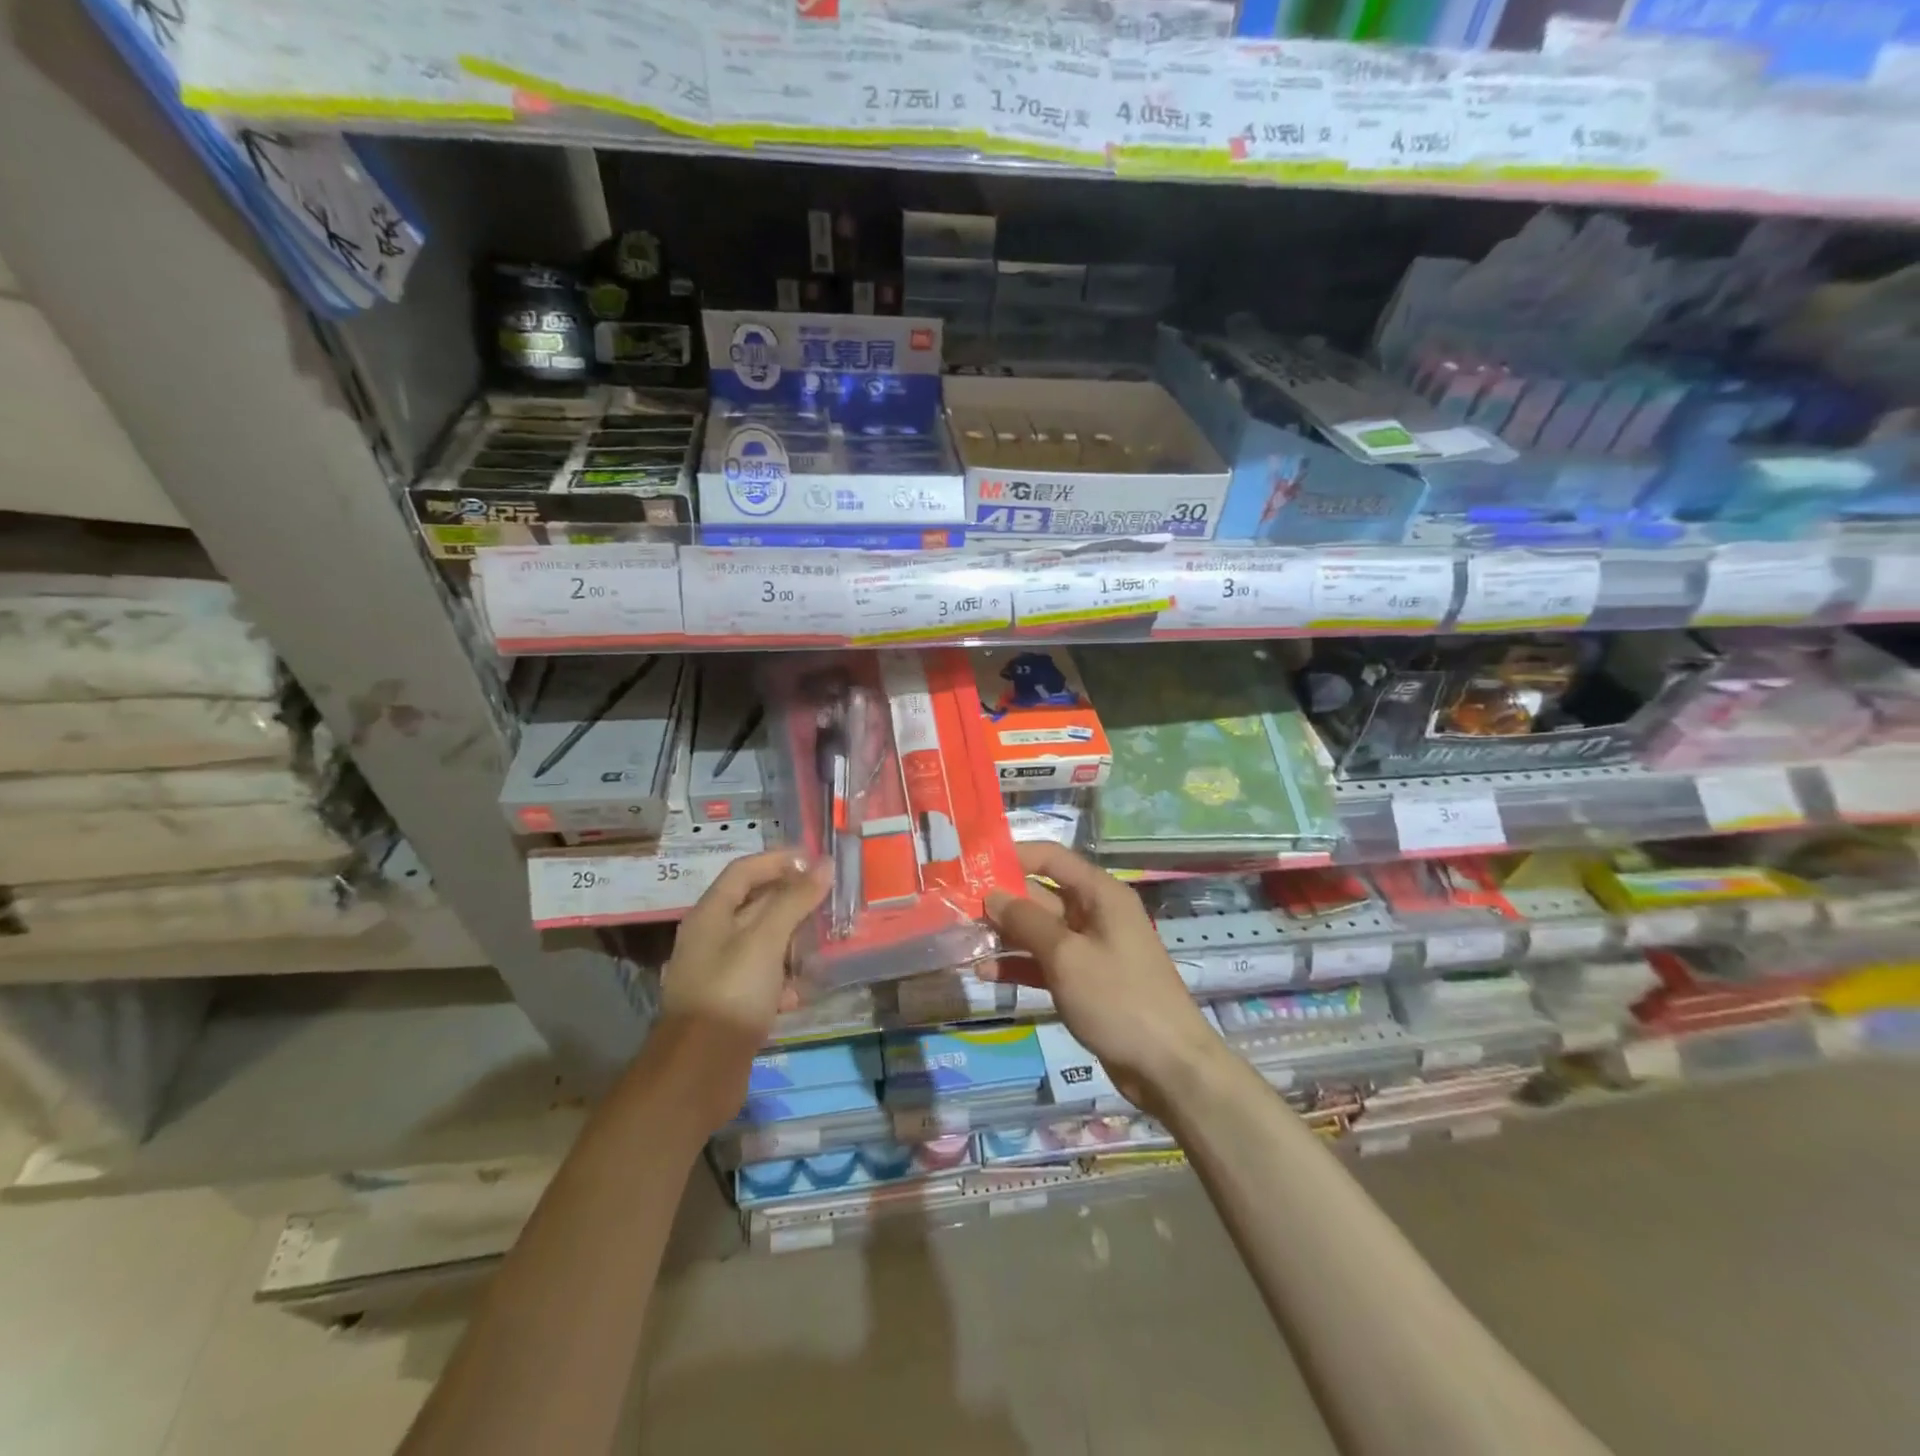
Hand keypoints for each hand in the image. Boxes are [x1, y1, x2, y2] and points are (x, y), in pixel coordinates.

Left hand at [655, 849, 830, 1126]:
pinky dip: (784, 979)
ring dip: (793, 940)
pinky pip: (763, 979)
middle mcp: (711, 939)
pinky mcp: (732, 1004)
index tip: (816, 860)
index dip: (779, 860)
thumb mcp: (765, 940)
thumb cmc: (731, 993)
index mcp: (710, 915)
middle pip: (755, 905)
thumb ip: (795, 900)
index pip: (744, 871)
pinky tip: (802, 991)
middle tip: (829, 898)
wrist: (699, 1073)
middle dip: (792, 900)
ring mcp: (720, 973)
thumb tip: (823, 864)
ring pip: (763, 943)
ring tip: (825, 941)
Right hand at [979, 842, 1225, 1115]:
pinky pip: (1045, 963)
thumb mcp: (1066, 956)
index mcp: (1100, 894)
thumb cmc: (1118, 999)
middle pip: (1041, 894)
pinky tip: (984, 973)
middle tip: (955, 906)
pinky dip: (1018, 965)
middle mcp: (1095, 914)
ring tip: (962, 939)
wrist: (1167, 1067)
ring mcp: (1090, 949)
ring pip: (1039, 931)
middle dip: (1001, 900)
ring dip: (1004, 935)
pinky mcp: (1084, 982)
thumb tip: (992, 895)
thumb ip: (1026, 921)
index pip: (1051, 858)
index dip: (1013, 856)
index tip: (973, 863)